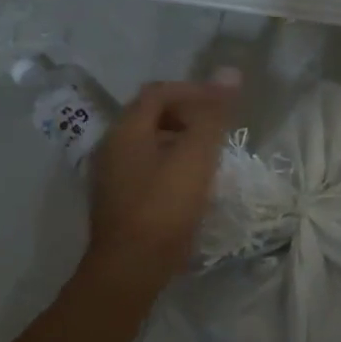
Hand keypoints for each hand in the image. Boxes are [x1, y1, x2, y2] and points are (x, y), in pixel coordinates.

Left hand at [84, 74, 238, 295]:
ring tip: (210, 154)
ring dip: (180, 140)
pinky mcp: (118, 200)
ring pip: (149, 143)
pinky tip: (190, 182)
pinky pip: (146, 167)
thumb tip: (229, 72)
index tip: (223, 103)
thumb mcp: (196, 157)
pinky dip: (170, 162)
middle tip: (218, 127)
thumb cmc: (165, 208)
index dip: (193, 90)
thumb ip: (213, 115)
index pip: (158, 92)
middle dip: (187, 114)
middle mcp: (111, 147)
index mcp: (126, 130)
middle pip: (151, 115)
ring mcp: (111, 176)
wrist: (131, 269)